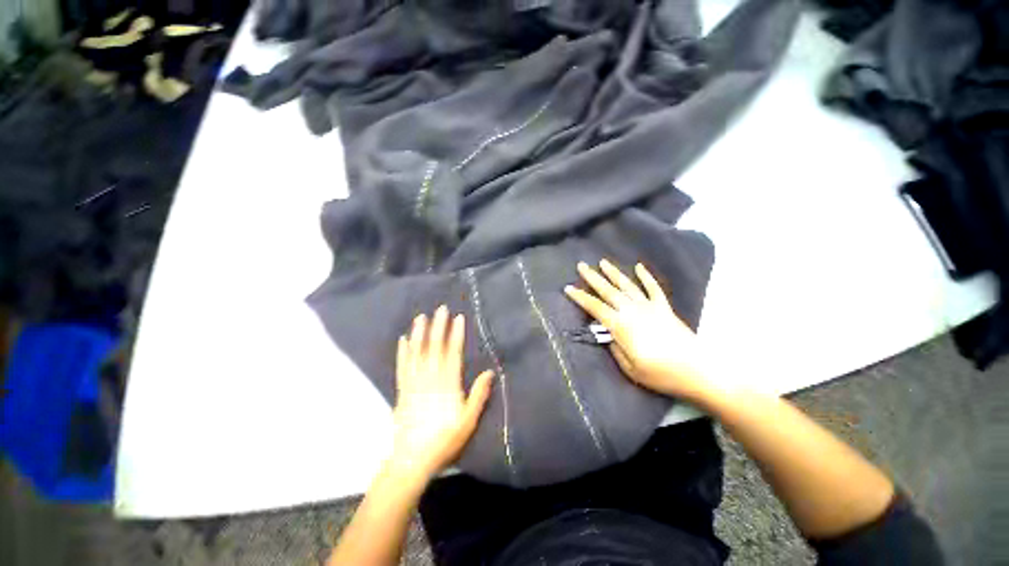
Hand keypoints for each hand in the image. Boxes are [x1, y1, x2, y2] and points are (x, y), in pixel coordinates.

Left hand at [389, 306, 493, 480]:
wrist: (412, 460)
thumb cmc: (444, 441)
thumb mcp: (468, 421)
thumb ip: (478, 395)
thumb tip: (490, 372)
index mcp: (448, 385)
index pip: (453, 353)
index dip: (456, 334)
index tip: (458, 318)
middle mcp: (430, 379)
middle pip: (435, 348)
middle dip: (439, 327)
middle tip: (441, 309)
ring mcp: (413, 383)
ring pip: (417, 353)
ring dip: (419, 334)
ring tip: (421, 317)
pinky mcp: (402, 390)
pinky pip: (402, 367)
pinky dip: (402, 353)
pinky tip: (402, 340)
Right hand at [564, 260, 710, 399]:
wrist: (699, 371)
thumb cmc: (661, 374)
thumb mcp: (630, 369)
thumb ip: (614, 348)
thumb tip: (606, 334)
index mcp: (622, 326)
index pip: (595, 308)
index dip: (580, 298)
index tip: (568, 288)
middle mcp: (633, 311)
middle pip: (608, 291)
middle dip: (593, 278)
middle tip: (581, 265)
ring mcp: (650, 307)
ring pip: (627, 286)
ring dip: (614, 273)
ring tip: (602, 262)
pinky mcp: (664, 308)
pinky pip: (653, 289)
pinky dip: (646, 277)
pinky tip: (639, 267)